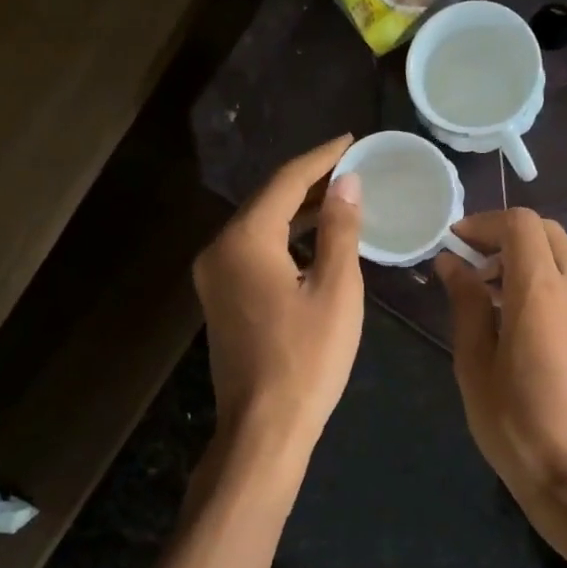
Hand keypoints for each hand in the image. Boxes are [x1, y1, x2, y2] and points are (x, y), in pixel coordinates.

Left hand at [194, 136, 363, 463]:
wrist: (264, 427)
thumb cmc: (307, 358)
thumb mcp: (336, 289)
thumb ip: (339, 229)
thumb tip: (346, 183)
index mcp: (245, 240)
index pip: (285, 181)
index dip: (321, 158)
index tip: (352, 140)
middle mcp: (219, 250)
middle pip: (267, 200)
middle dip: (309, 181)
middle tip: (350, 165)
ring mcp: (214, 277)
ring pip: (259, 226)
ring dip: (297, 210)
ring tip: (339, 195)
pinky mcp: (221, 299)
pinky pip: (254, 251)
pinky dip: (285, 238)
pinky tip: (314, 239)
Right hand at [435, 209, 566, 532]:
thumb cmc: (515, 423)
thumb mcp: (475, 362)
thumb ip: (465, 303)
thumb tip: (451, 262)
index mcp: (542, 291)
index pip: (520, 224)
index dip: (484, 223)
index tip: (453, 243)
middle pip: (544, 232)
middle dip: (503, 236)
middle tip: (468, 264)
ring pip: (559, 253)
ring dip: (522, 256)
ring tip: (485, 293)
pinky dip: (540, 276)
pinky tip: (512, 314)